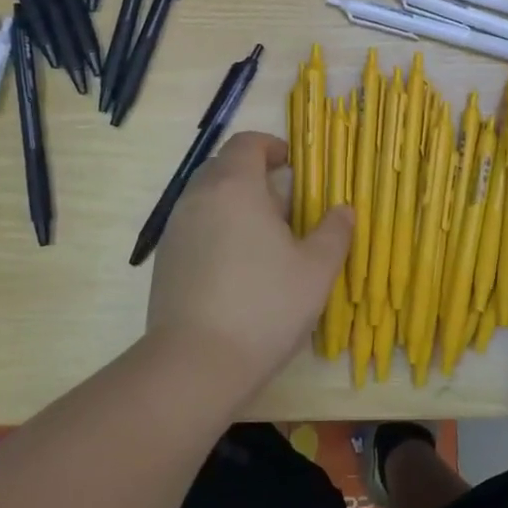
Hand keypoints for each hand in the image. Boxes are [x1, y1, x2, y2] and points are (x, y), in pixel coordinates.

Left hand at [145, 131, 351, 395]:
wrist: (195, 364)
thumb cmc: (264, 306)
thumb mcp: (316, 270)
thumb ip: (334, 232)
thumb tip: (343, 210)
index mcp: (235, 187)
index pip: (246, 144)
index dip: (271, 146)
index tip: (292, 165)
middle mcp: (198, 198)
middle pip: (224, 167)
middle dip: (254, 176)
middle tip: (284, 206)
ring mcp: (176, 229)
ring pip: (207, 198)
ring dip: (235, 205)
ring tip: (263, 240)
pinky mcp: (164, 260)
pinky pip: (194, 227)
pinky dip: (216, 230)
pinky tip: (236, 269)